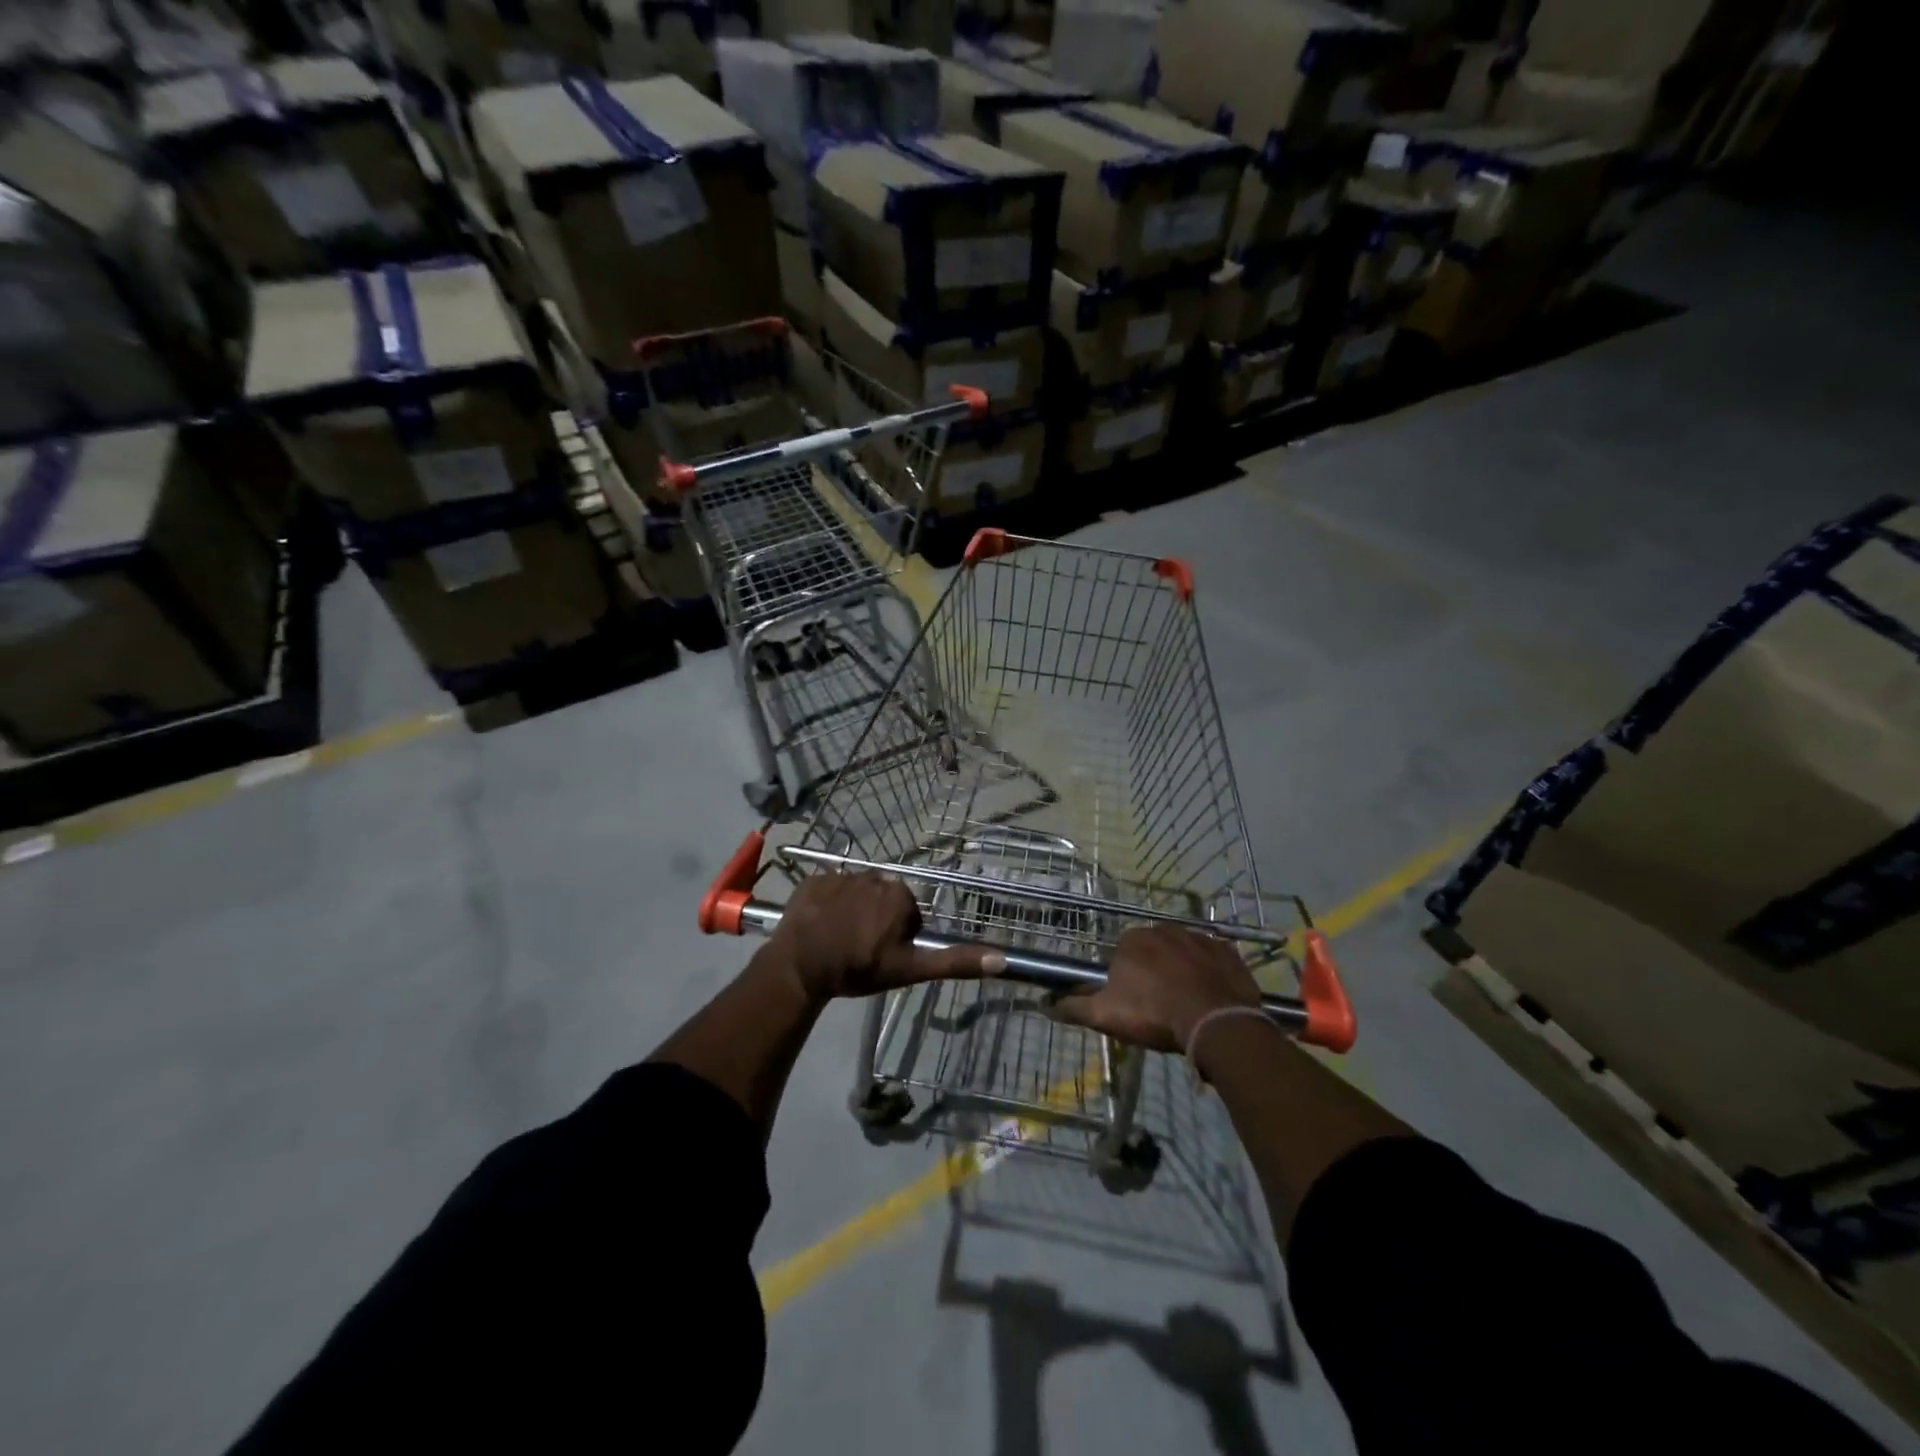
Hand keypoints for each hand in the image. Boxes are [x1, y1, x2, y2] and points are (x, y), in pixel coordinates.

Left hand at [768, 872, 1004, 1001]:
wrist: (800, 966)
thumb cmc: (858, 968)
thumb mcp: (909, 969)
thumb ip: (954, 961)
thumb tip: (1002, 959)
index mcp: (900, 895)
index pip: (908, 913)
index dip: (898, 936)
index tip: (882, 955)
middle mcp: (874, 876)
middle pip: (883, 900)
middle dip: (877, 920)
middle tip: (861, 949)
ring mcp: (841, 875)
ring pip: (857, 894)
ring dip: (852, 912)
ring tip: (838, 939)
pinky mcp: (814, 879)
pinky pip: (830, 889)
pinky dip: (828, 904)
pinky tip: (821, 925)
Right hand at [1047, 925, 1260, 1052]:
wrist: (1215, 1022)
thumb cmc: (1154, 1014)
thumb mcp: (1106, 1015)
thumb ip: (1074, 1007)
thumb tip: (1044, 1003)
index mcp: (1132, 939)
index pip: (1122, 955)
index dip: (1125, 979)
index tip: (1132, 1003)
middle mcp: (1164, 929)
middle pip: (1153, 951)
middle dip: (1154, 973)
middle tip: (1158, 1007)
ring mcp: (1199, 937)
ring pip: (1183, 954)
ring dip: (1182, 972)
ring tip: (1186, 1005)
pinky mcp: (1228, 952)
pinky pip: (1213, 960)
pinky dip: (1210, 974)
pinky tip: (1210, 997)